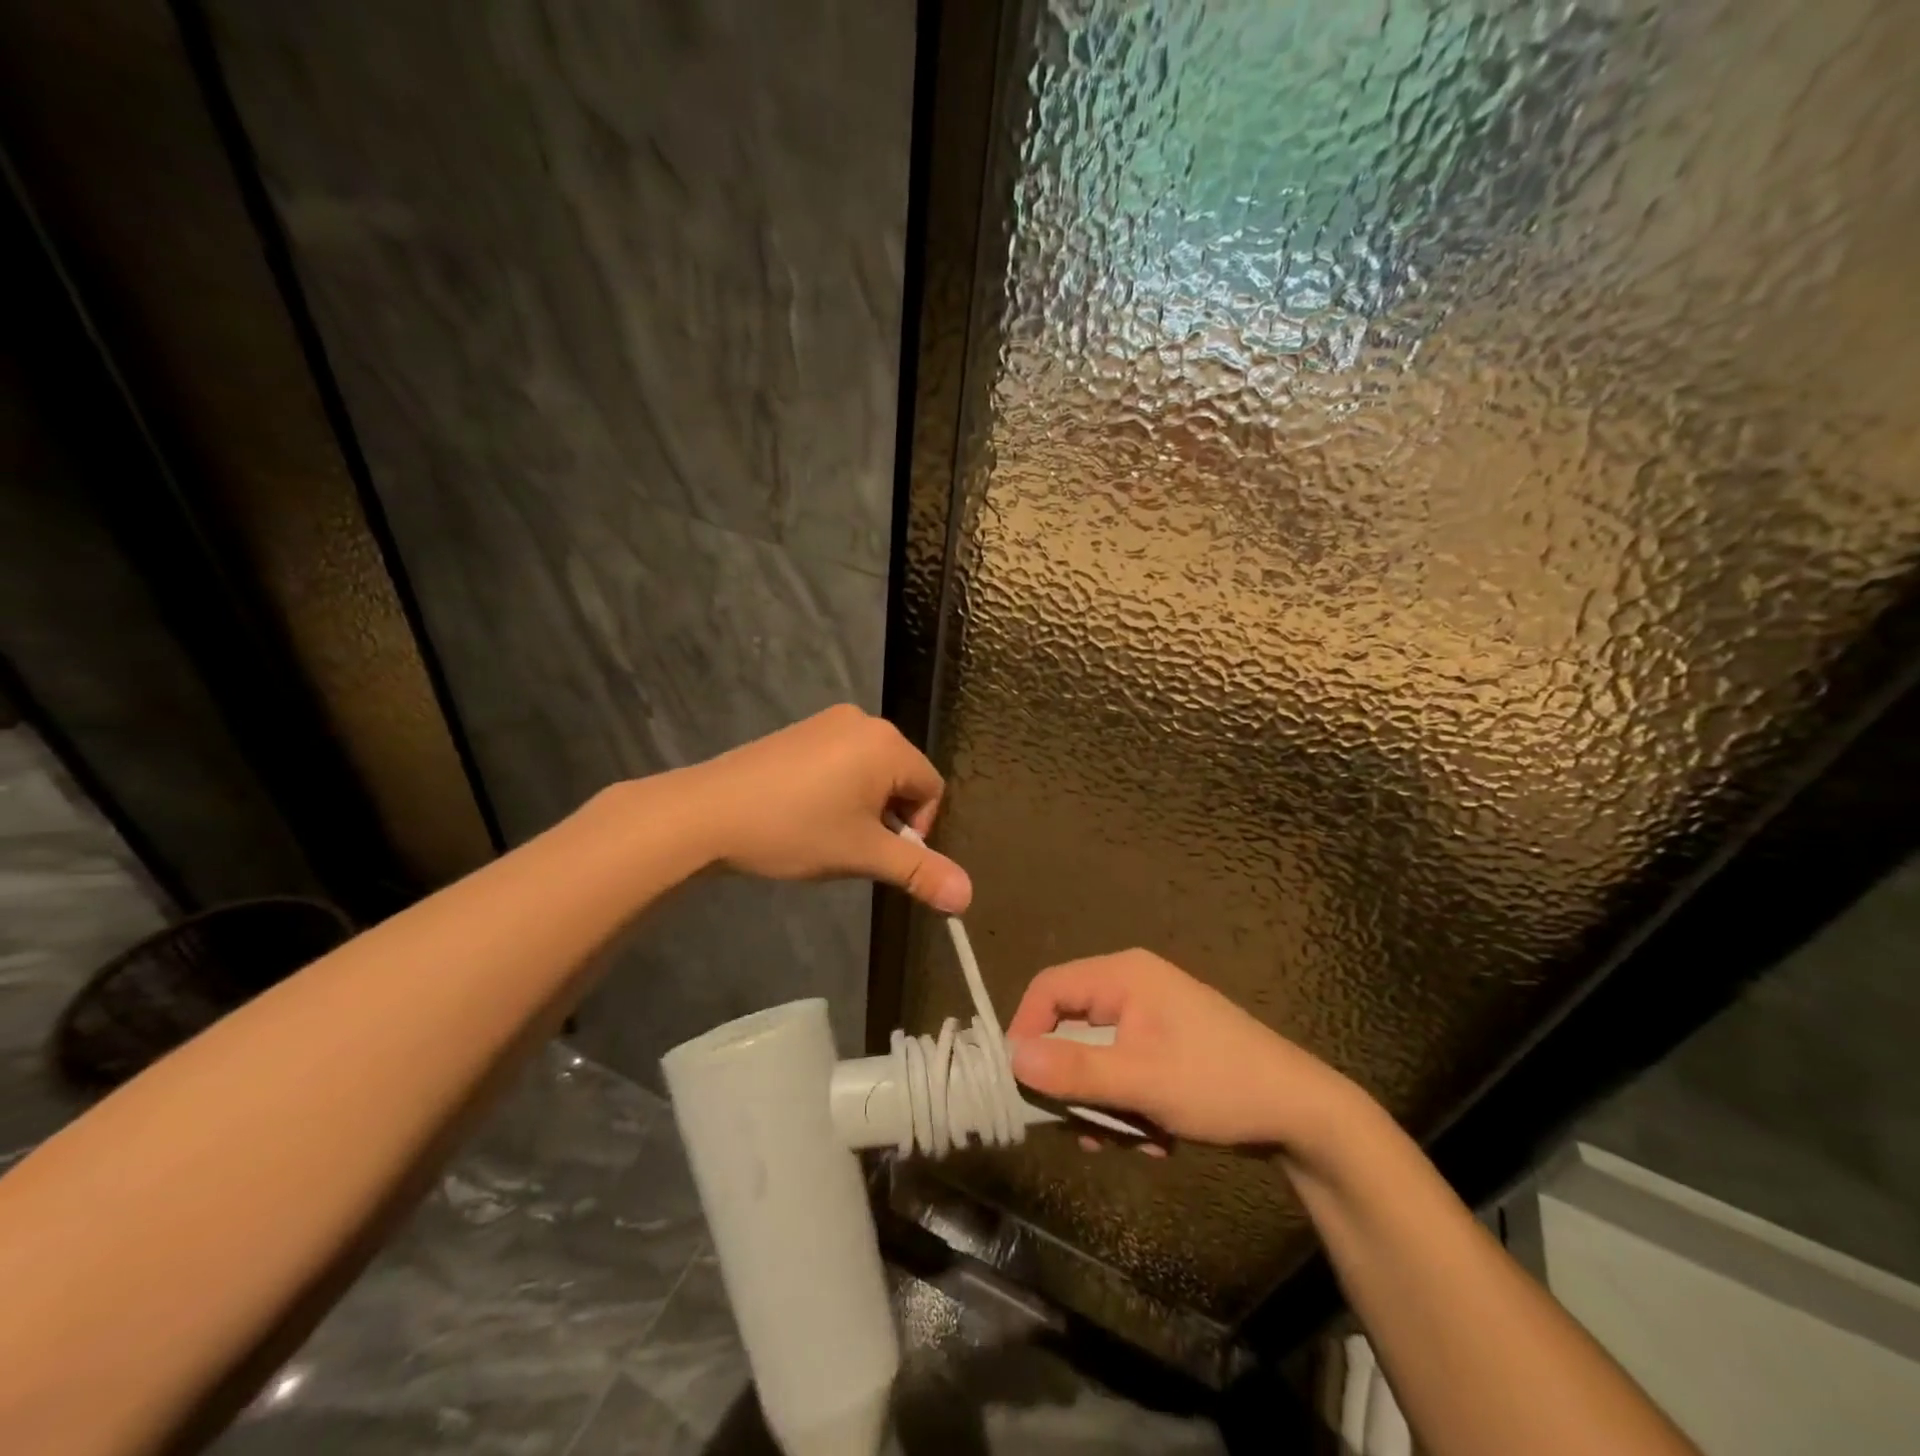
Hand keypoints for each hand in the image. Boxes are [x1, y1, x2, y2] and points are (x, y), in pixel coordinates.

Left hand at [685, 705, 971, 912]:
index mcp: (888, 744)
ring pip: (872, 770)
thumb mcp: (863, 855)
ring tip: (828, 831)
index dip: (916, 828)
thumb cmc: (795, 831)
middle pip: (903, 776)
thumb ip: (919, 872)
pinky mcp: (802, 730)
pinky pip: (843, 759)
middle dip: (889, 815)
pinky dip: (840, 787)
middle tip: (853, 845)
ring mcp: (828, 721)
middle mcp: (864, 721)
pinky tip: (807, 811)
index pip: (931, 788)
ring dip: (865, 804)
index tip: (879, 852)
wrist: (708, 812)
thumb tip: (968, 898)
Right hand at [1007, 949, 1348, 1148]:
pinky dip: (1127, 1106)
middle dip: (1074, 1084)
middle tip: (1081, 1128)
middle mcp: (1131, 987)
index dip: (1025, 1031)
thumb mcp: (1142, 1080)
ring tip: (1129, 1141)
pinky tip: (1154, 1137)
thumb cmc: (1218, 1083)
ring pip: (1095, 1058)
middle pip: (1071, 1028)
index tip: (1020, 1083)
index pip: (1048, 989)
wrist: (1302, 1114)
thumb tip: (1013, 1058)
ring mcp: (1150, 1017)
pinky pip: (1122, 1071)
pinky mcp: (1164, 1046)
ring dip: (1103, 1104)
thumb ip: (1075, 1069)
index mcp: (1123, 976)